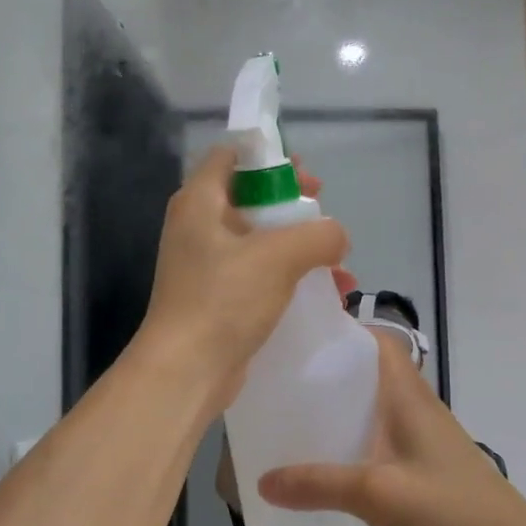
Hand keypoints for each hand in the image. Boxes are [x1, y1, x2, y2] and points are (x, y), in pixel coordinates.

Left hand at [135, 143, 348, 410]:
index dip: (269, 158)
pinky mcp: (217, 298)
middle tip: (323, 215)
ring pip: (259, 240)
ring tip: (338, 262)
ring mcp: (206, 265)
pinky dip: (290, 278)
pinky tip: (327, 295)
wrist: (187, 369)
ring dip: (299, 247)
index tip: (304, 175)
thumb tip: (336, 237)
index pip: (231, 156)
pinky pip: (259, 275)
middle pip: (250, 198)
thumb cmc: (224, 299)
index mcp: (200, 202)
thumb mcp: (279, 256)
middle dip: (293, 206)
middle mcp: (198, 227)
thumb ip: (318, 235)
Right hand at [257, 334, 525, 525]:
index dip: (344, 332)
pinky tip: (324, 473)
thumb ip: (319, 485)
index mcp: (409, 396)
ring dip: (338, 415)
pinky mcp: (421, 474)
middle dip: (328, 376)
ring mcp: (421, 443)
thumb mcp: (376, 493)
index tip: (299, 340)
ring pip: (372, 414)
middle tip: (281, 386)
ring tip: (291, 425)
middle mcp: (415, 410)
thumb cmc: (448, 509)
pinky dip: (351, 450)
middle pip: (369, 376)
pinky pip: (377, 448)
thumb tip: (262, 482)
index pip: (380, 342)